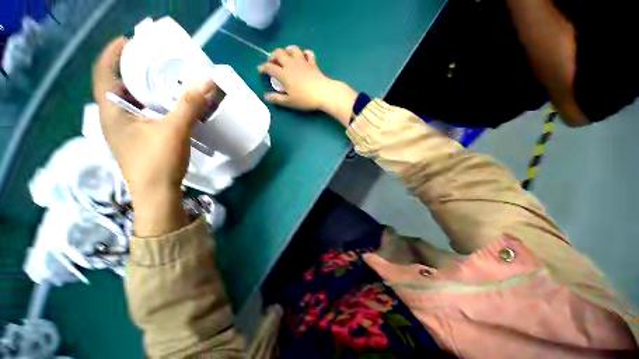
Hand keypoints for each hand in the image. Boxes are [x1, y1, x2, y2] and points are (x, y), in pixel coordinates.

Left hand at [93, 37, 218, 235]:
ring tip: (163, 80)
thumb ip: (189, 104)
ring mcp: (125, 131)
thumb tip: (207, 80)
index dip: (113, 53)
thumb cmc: (158, 162)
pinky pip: (142, 114)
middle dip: (133, 69)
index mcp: (112, 111)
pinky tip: (168, 106)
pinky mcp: (138, 140)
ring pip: (131, 101)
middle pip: (117, 85)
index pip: (103, 73)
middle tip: (154, 60)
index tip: (130, 41)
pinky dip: (152, 105)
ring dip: (145, 88)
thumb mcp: (174, 130)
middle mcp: (113, 118)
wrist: (158, 195)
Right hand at [258, 46, 357, 126]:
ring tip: (286, 56)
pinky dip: (304, 53)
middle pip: (278, 53)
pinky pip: (308, 53)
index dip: (263, 68)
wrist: (323, 93)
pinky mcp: (312, 63)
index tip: (260, 70)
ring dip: (287, 50)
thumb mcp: (289, 102)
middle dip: (272, 56)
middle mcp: (291, 64)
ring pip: (292, 49)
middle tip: (272, 62)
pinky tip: (303, 58)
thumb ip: (277, 99)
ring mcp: (302, 62)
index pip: (269, 67)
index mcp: (283, 73)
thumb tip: (266, 96)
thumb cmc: (305, 99)